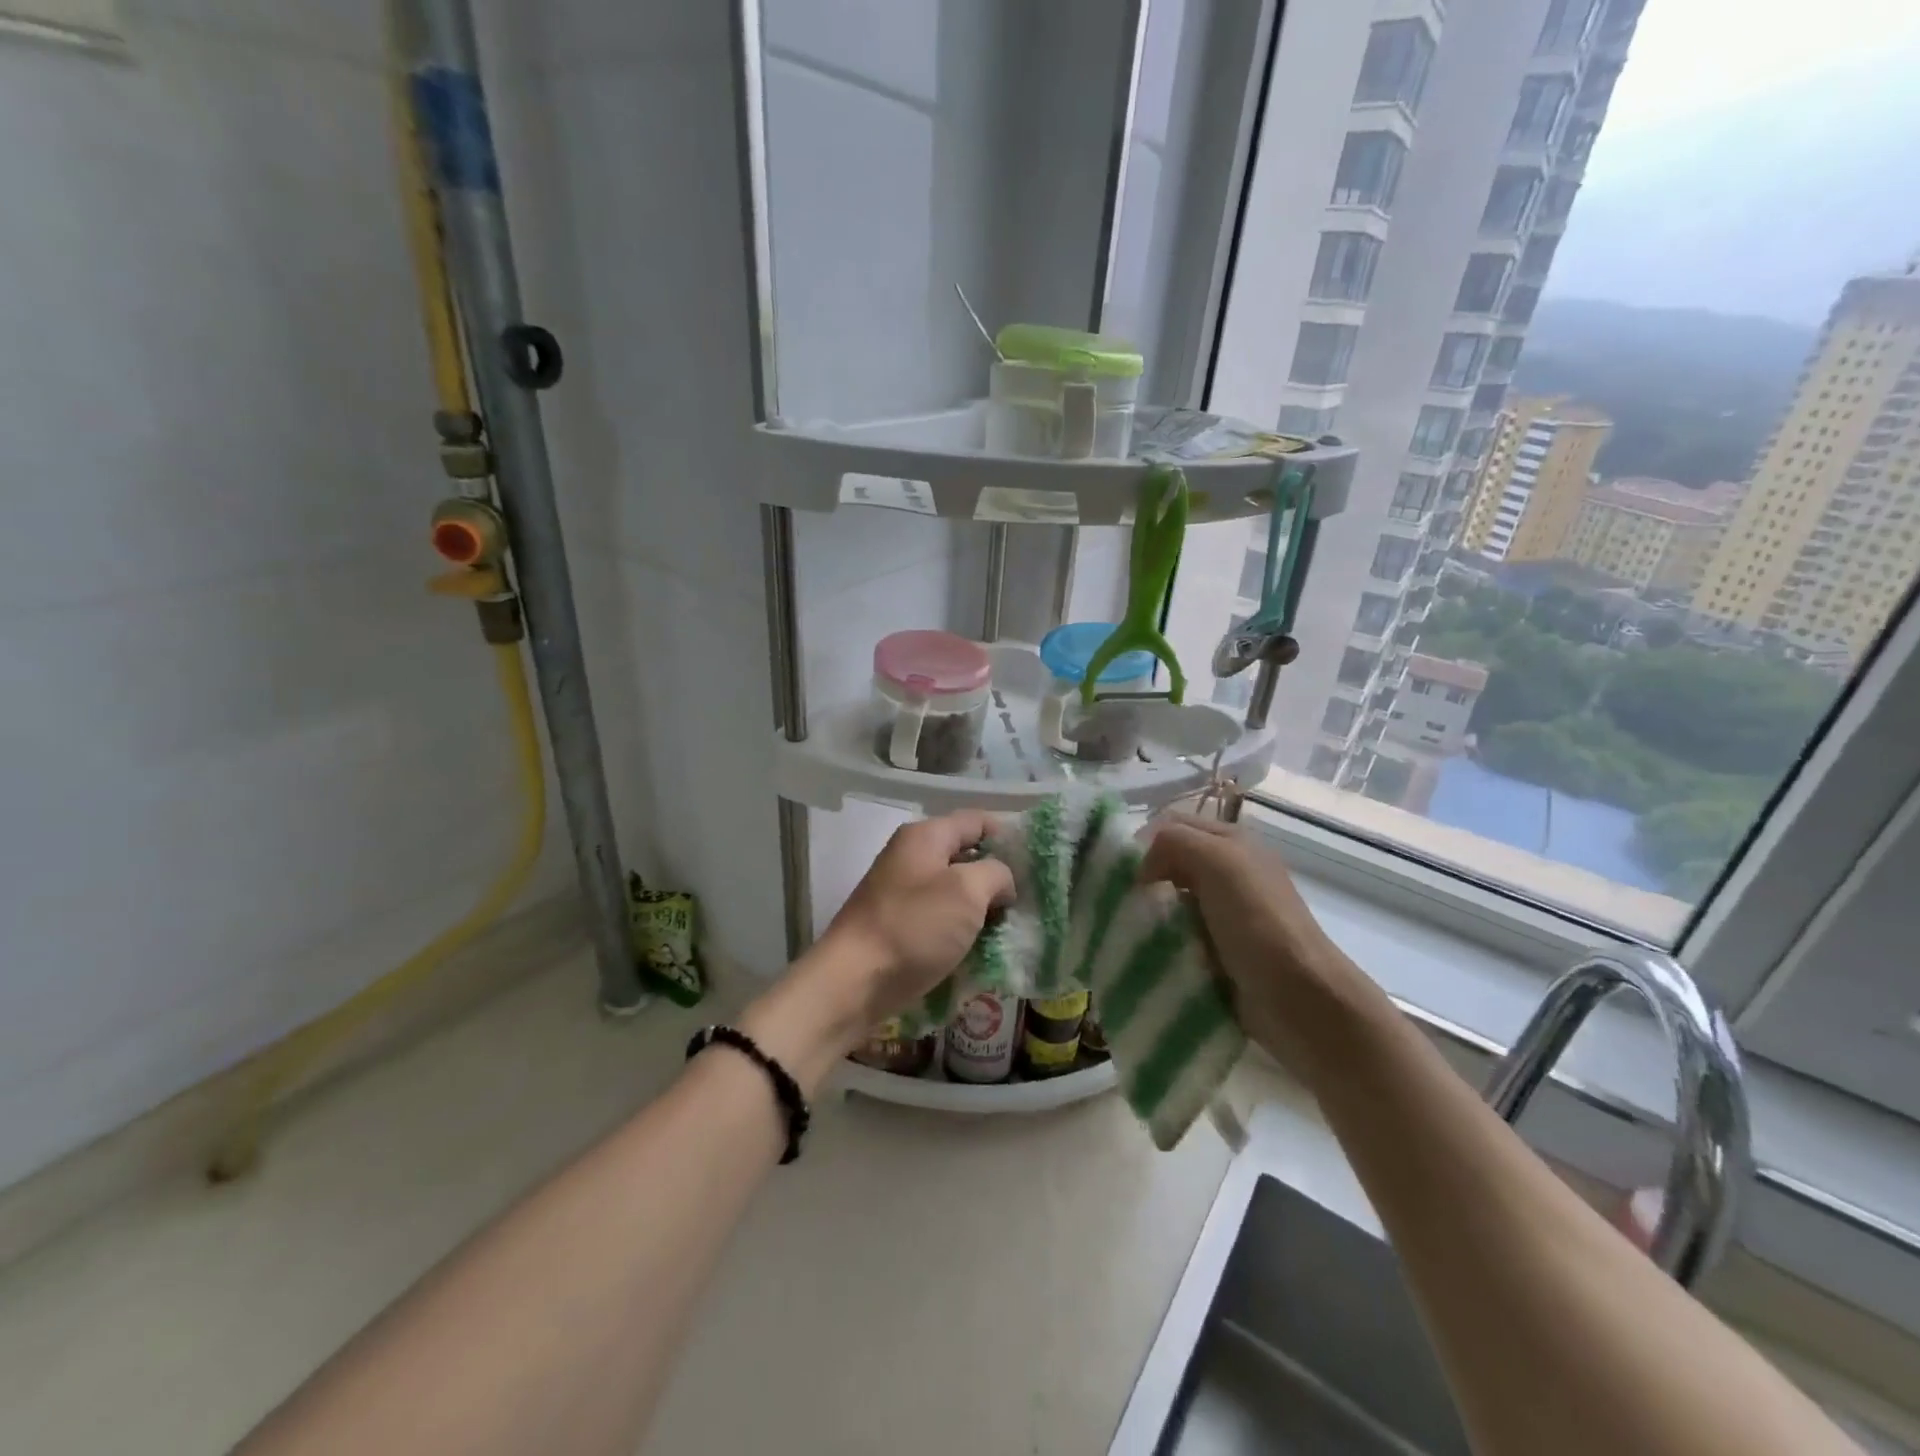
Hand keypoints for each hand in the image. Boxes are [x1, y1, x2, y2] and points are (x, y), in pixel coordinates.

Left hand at [821, 809, 1016, 1016]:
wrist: (853, 983)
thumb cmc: (913, 928)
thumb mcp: (966, 891)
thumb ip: (995, 873)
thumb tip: (1001, 881)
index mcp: (925, 836)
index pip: (977, 821)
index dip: (1009, 836)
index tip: (1038, 863)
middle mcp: (911, 857)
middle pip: (966, 856)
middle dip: (998, 877)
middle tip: (1029, 900)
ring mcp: (903, 892)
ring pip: (955, 891)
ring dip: (982, 908)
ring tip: (1012, 928)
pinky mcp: (900, 925)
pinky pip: (941, 918)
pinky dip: (962, 930)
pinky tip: (983, 948)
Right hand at [1139, 813, 1380, 1076]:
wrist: (1299, 1000)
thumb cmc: (1258, 923)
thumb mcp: (1219, 862)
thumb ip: (1174, 842)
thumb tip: (1141, 867)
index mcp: (1231, 842)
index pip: (1172, 825)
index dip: (1143, 842)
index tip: (1122, 873)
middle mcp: (1228, 872)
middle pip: (1168, 863)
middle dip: (1142, 878)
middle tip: (1119, 903)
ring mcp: (1224, 914)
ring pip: (1169, 901)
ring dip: (1148, 914)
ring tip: (1126, 931)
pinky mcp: (1217, 951)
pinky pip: (1176, 936)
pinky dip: (1159, 942)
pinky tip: (1145, 953)